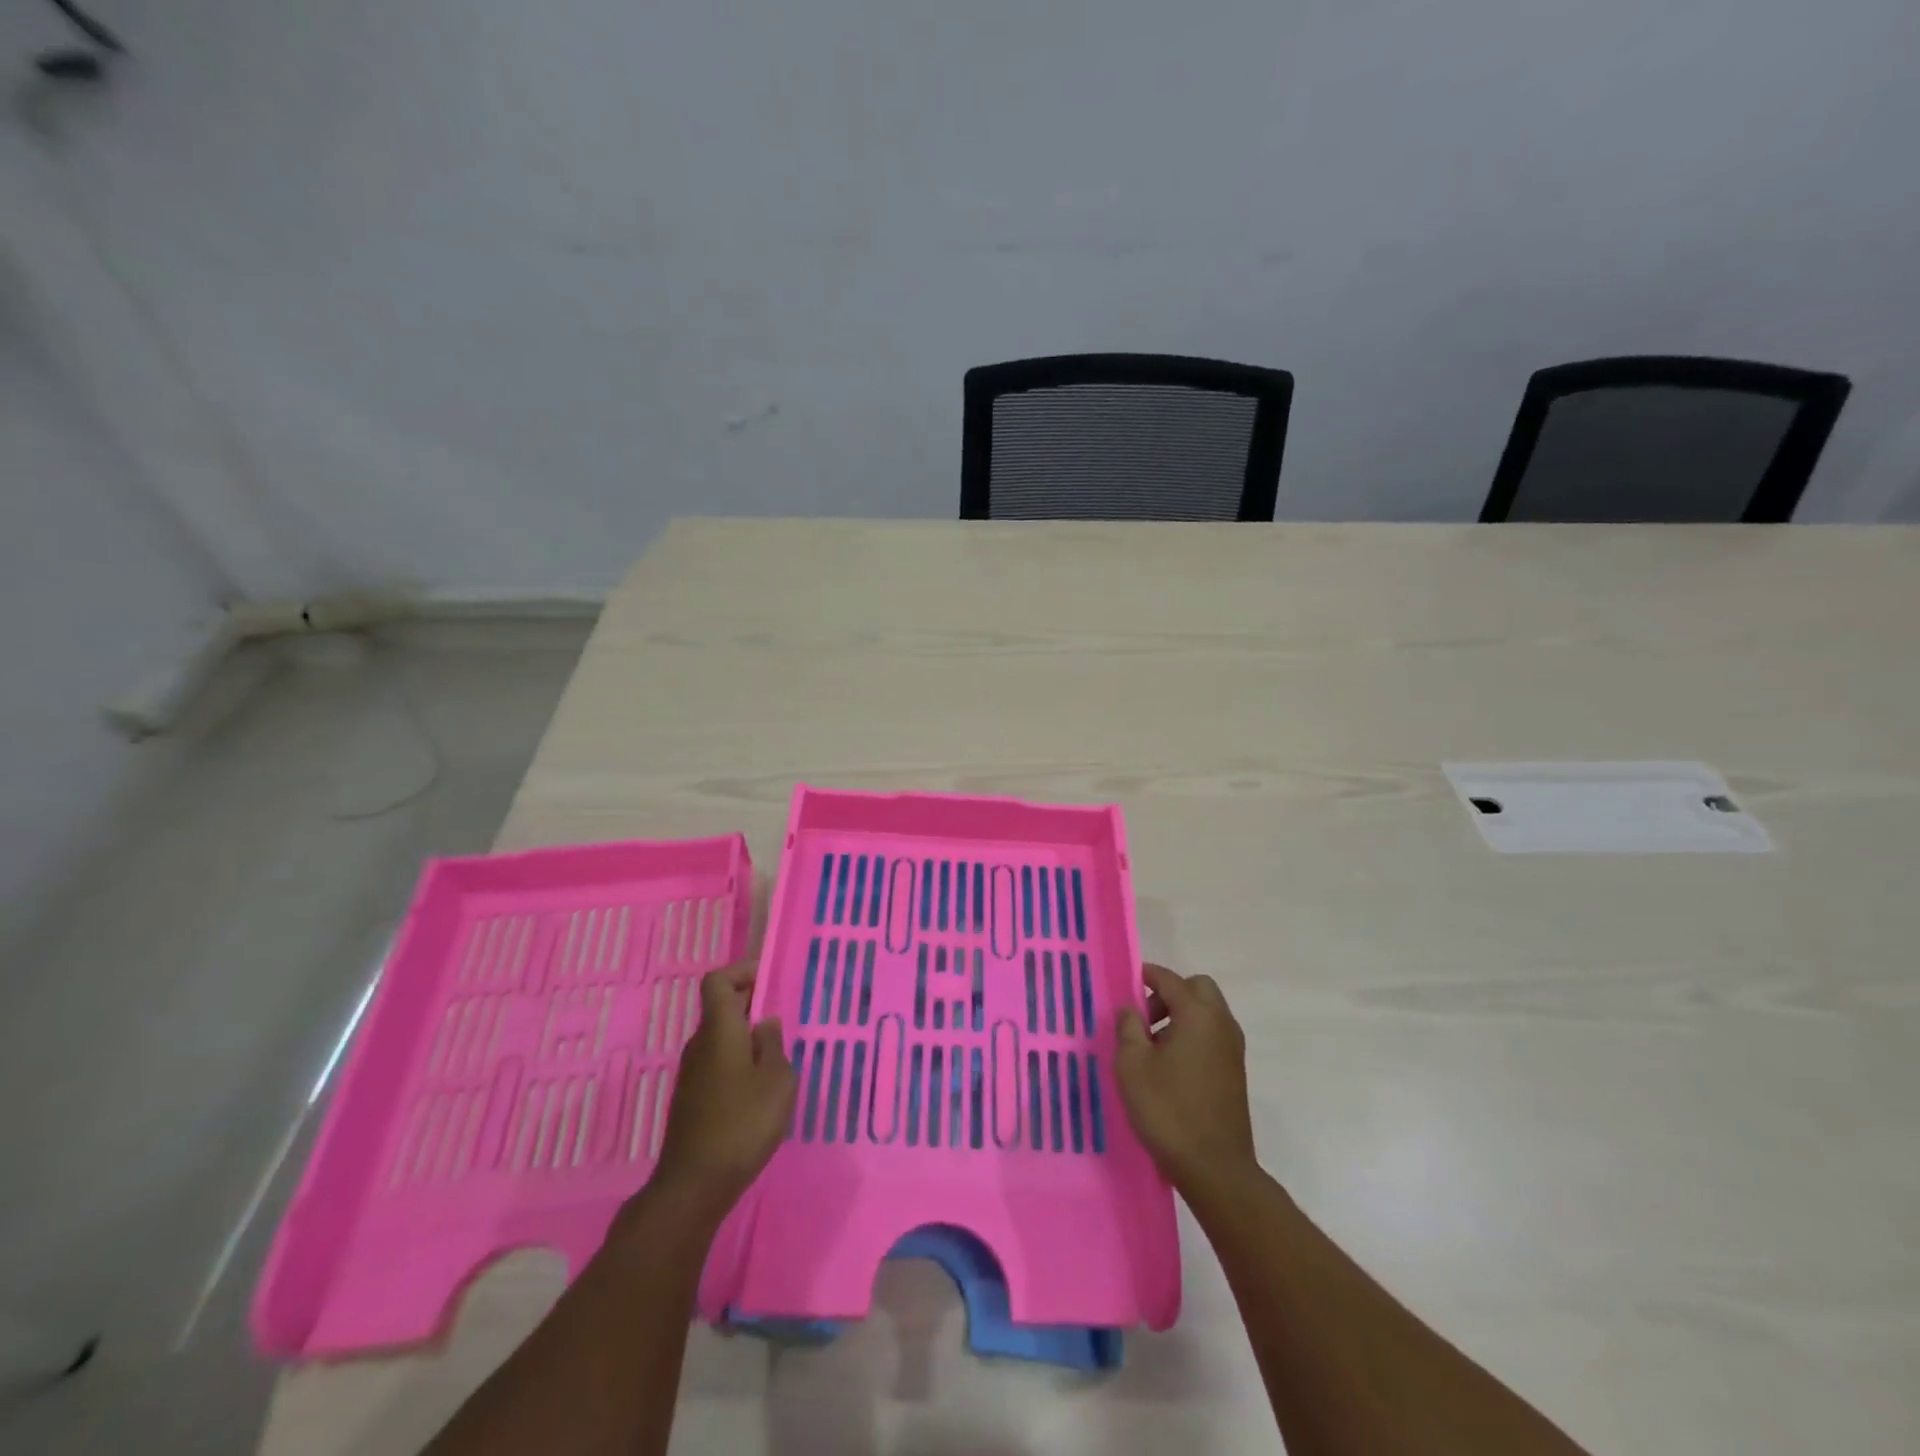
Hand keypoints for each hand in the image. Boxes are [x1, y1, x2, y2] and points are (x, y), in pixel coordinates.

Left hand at [648, 962, 794, 1218]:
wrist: (694, 1185)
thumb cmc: (742, 1124)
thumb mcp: (777, 1080)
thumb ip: (774, 1045)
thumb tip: (765, 1024)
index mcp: (719, 1031)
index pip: (717, 981)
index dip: (741, 971)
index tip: (769, 978)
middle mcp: (699, 1044)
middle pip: (721, 1008)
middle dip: (752, 1004)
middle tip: (785, 1017)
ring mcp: (691, 1073)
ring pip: (720, 1037)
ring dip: (747, 1036)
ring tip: (778, 1054)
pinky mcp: (691, 1099)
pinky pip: (717, 1062)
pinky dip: (739, 1061)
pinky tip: (759, 1088)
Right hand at [1114, 962, 1256, 1194]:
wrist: (1215, 1168)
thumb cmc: (1168, 1110)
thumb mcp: (1132, 1065)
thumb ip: (1128, 1027)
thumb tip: (1131, 1009)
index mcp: (1197, 1015)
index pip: (1170, 980)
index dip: (1148, 975)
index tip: (1128, 981)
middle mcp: (1221, 1024)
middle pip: (1198, 989)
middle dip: (1170, 993)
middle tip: (1144, 1017)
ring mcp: (1233, 1049)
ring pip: (1208, 1012)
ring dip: (1182, 1015)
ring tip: (1152, 1045)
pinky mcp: (1235, 1072)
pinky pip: (1212, 1035)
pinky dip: (1192, 1035)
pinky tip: (1170, 1065)